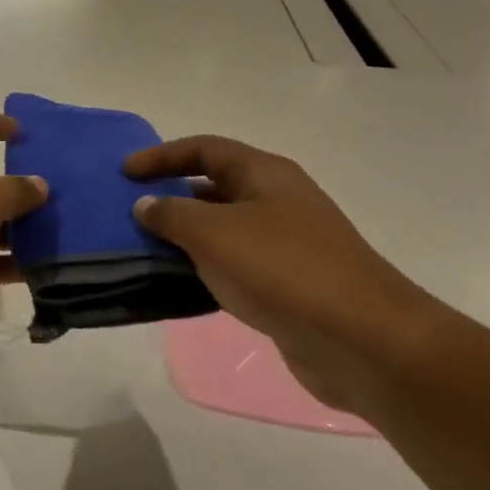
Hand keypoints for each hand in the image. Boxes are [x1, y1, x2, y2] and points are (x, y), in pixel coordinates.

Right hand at [125, 137, 446, 417]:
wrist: (364, 341)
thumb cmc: (284, 270)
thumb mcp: (215, 234)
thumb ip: (172, 214)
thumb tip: (145, 204)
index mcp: (265, 174)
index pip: (204, 148)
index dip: (162, 155)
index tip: (125, 173)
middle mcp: (276, 201)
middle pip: (213, 186)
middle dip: (171, 196)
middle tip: (131, 212)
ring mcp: (285, 244)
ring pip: (222, 229)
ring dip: (185, 236)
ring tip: (144, 249)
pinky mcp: (287, 284)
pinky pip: (234, 265)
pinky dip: (204, 268)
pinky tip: (179, 284)